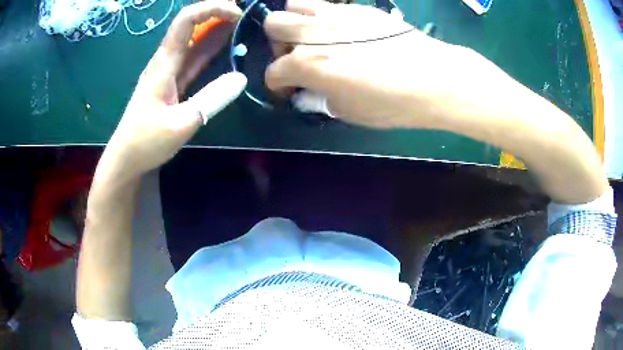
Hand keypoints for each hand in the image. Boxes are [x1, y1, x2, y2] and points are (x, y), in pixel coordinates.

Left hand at [99, 0, 246, 180]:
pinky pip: (194, 58)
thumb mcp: (181, 123)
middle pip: (191, 24)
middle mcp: (166, 61)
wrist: (126, 159)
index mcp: (164, 63)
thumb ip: (211, 99)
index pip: (186, 20)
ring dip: (216, 27)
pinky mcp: (173, 83)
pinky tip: (226, 44)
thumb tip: (241, 78)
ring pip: (194, 40)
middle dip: (217, 11)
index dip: (212, 9)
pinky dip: (211, 48)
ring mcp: (169, 71)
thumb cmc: (146, 142)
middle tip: (246, 11)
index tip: (237, 14)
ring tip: (242, 20)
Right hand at [264, 0, 469, 128]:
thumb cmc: (391, 102)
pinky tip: (342, 32)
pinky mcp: (357, 8)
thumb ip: (319, 97)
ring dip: (296, 21)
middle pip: (273, 24)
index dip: (277, 85)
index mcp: (307, 64)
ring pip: (294, 4)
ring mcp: (335, 14)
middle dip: (278, 43)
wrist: (433, 78)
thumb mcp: (347, 112)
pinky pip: (327, 5)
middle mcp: (313, 33)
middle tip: (297, 56)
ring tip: (314, 37)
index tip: (289, 91)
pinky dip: (323, 18)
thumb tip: (309, 89)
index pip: (273, 71)